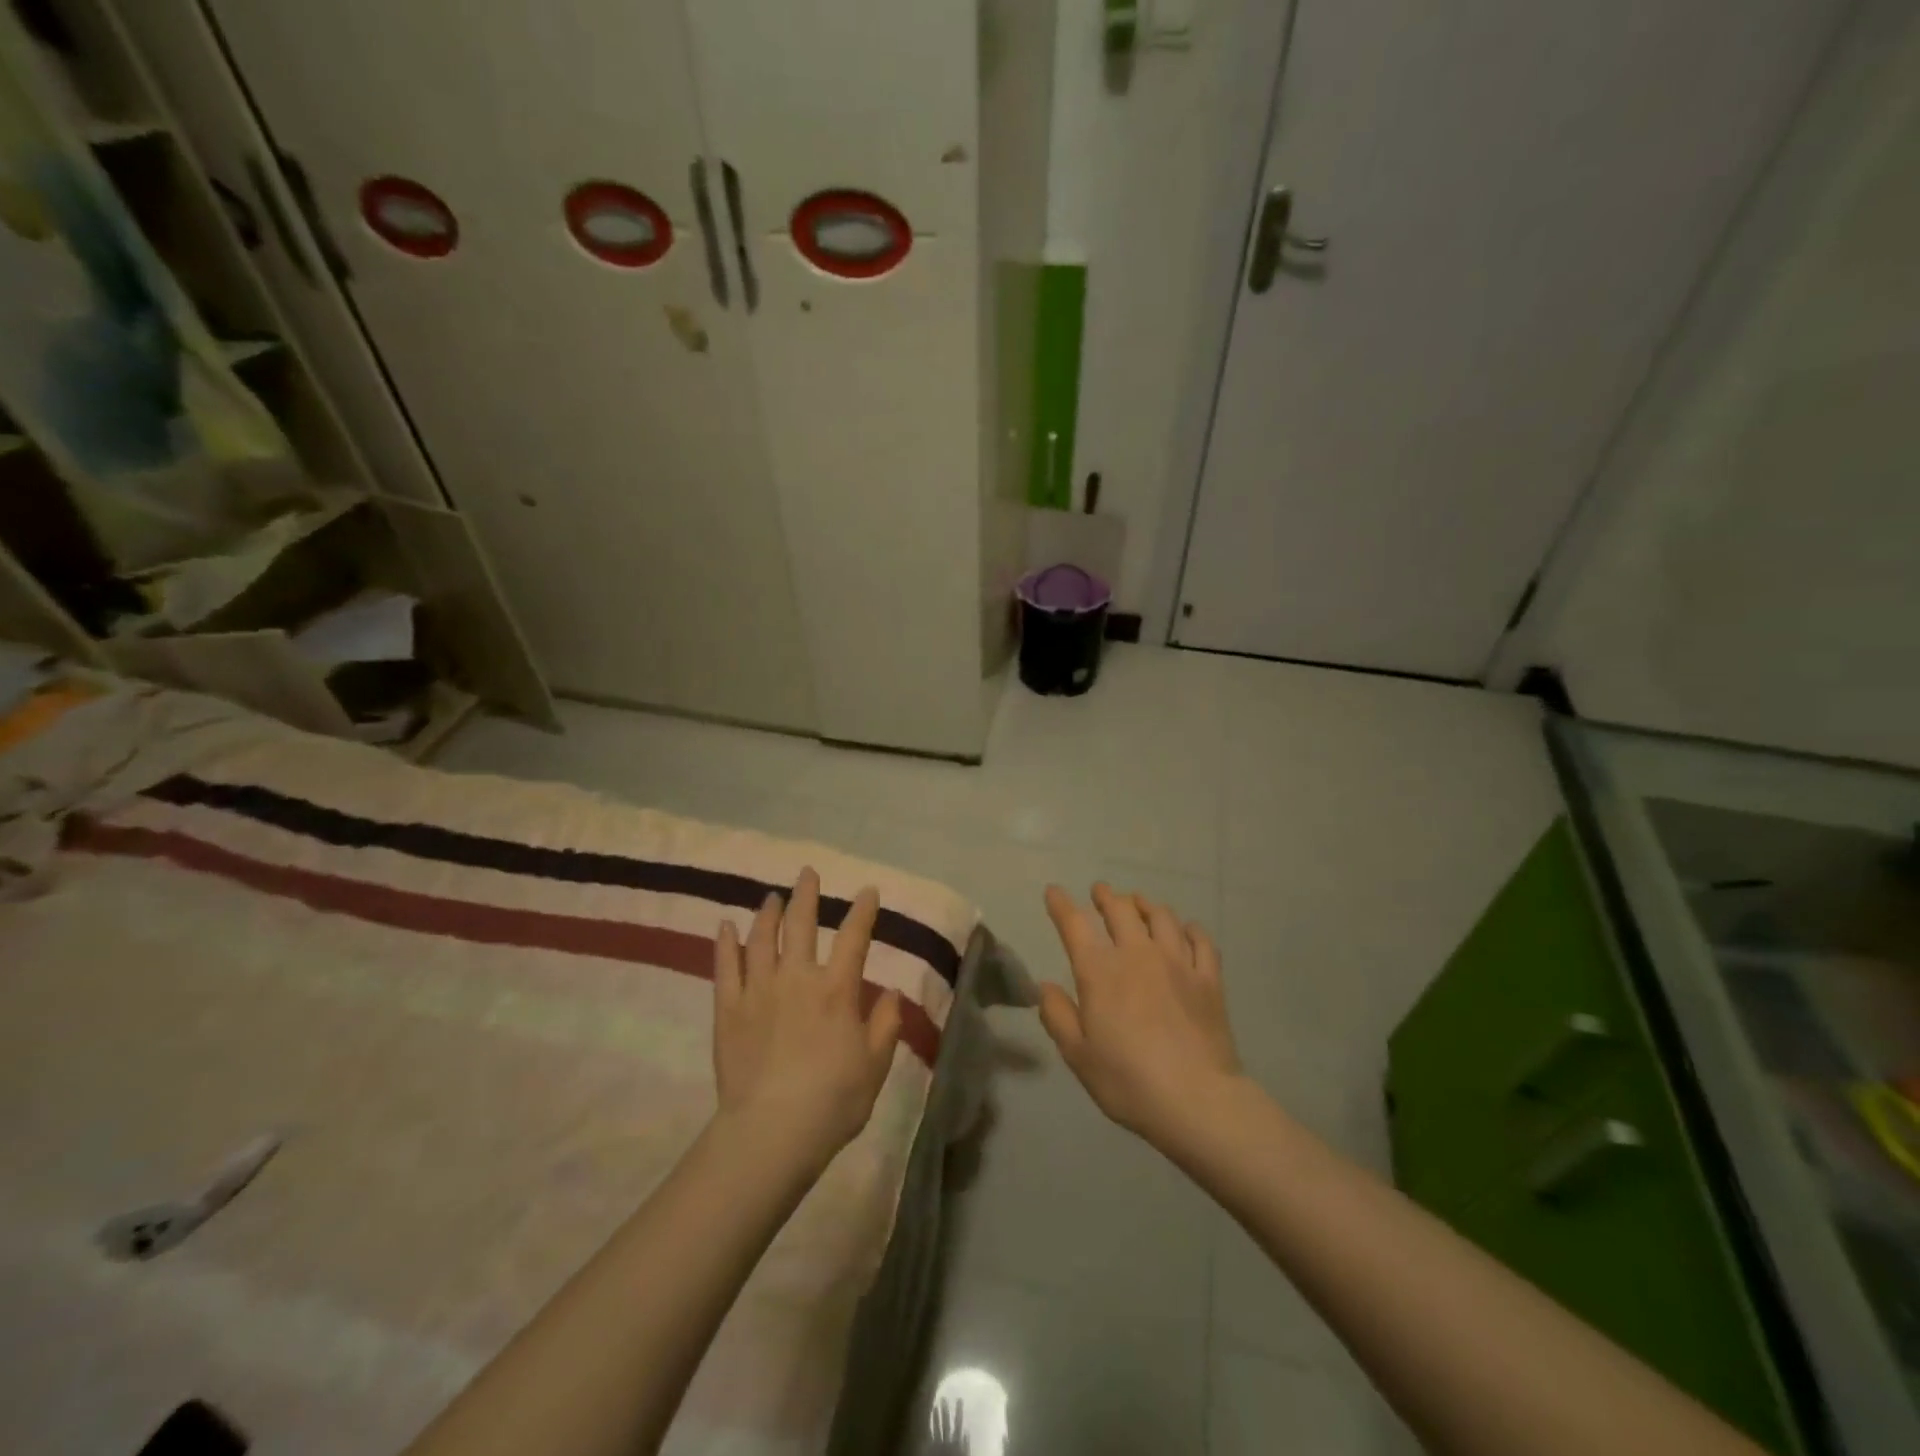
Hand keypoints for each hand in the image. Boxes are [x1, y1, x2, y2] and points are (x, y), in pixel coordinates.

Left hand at [712, 868, 902, 1165]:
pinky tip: (725, 926)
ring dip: (768, 913)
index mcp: (837, 990)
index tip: (868, 892)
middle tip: (807, 874)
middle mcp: (797, 978)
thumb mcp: (875, 1065)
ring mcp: (758, 991)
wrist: (771, 1132)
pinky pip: (725, 967)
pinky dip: (725, 943)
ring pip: (761, 939)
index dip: (863, 911)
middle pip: (801, 925)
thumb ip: (885, 1024)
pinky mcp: (728, 1010)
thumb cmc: (832, 1101)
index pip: (854, 938)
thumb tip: (890, 991)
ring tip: (772, 897)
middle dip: (807, 895)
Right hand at [1039, 882, 1243, 1149]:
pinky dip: (1190, 929)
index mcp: (1100, 972)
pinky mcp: (1209, 979)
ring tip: (1139, 903)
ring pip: (1161, 917)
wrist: (1197, 1100)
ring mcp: (1178, 963)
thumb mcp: (1078, 1055)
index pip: (1075, 925)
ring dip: (1145, 905)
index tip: (1054, 892)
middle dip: (1106, 896)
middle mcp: (1137, 955)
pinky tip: (1186, 929)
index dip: (1061, 904)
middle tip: (1100, 891)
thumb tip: (1045, 987)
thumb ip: (1058, 1016)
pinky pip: (1201, 941)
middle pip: (1121, 910)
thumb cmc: (1128, 1081)